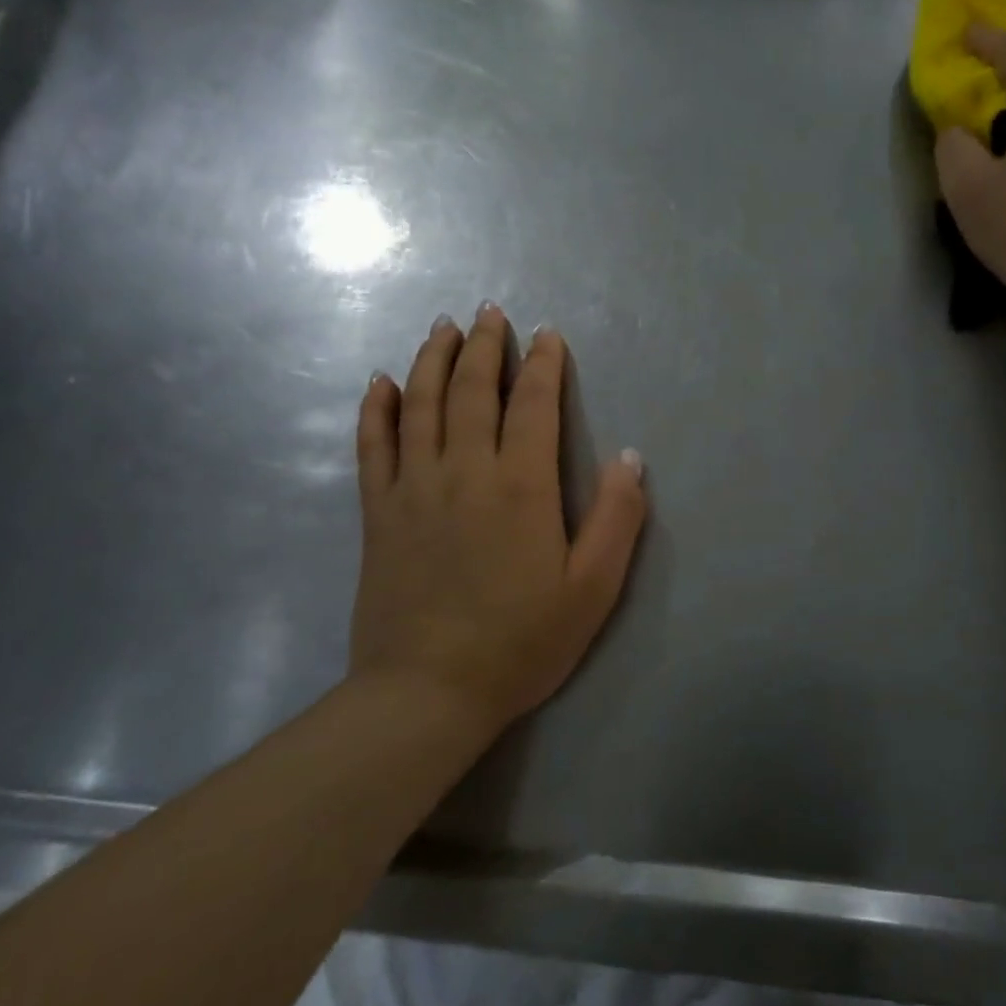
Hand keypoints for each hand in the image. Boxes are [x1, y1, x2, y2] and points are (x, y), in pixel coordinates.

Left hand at [351, 306, 647, 732]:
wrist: (427, 693)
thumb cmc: (521, 641)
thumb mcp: (592, 589)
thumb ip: (617, 518)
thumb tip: (631, 456)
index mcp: (520, 486)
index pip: (532, 404)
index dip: (542, 364)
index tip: (546, 335)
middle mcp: (465, 471)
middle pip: (471, 391)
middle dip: (484, 346)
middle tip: (490, 311)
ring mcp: (414, 488)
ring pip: (420, 405)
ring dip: (433, 360)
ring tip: (443, 327)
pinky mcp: (379, 513)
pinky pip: (373, 447)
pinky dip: (376, 409)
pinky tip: (380, 382)